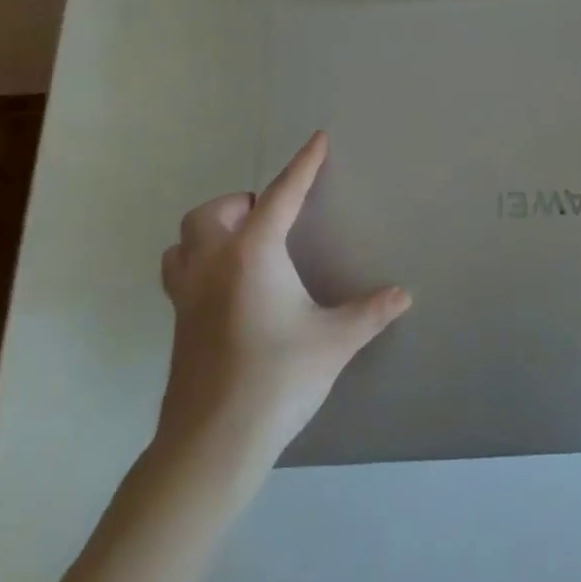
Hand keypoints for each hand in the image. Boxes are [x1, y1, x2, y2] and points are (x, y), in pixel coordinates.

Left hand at [156, 131, 410, 458]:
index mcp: (253, 254)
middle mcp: (213, 264)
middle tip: (271, 219)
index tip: (318, 139)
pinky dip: (198, 263)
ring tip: (243, 245)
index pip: (282, 195)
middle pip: (213, 212)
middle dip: (242, 203)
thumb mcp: (335, 341)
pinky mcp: (177, 325)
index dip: (303, 165)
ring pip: (184, 241)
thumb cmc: (277, 377)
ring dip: (210, 231)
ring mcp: (187, 296)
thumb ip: (370, 312)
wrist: (213, 442)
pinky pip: (179, 273)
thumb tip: (403, 294)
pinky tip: (227, 289)